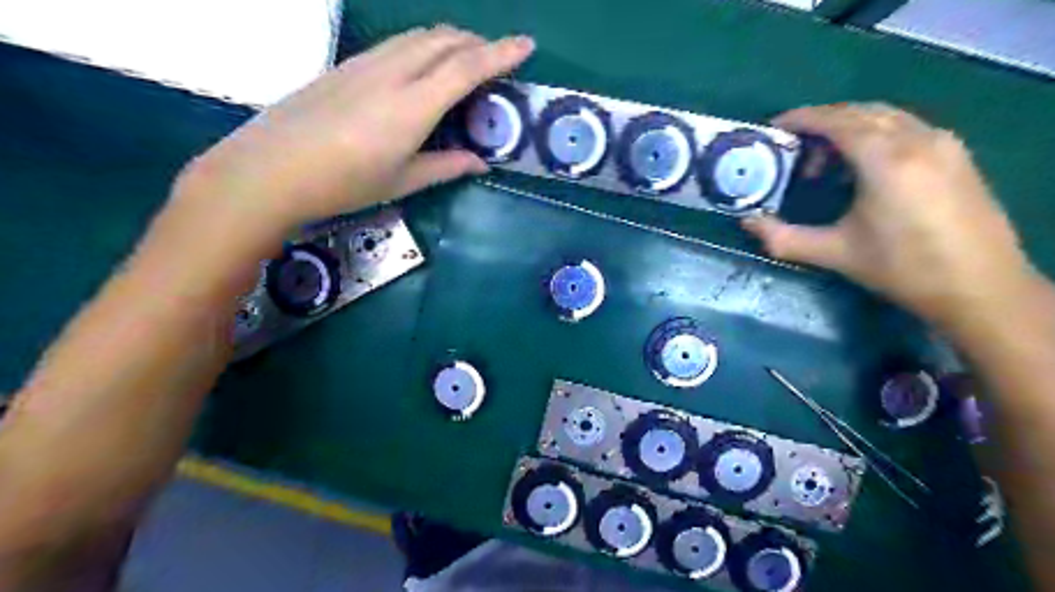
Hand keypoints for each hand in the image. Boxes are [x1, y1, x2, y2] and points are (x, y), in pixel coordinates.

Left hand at [176, 25, 537, 232]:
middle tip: (497, 58)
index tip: (526, 45)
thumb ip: (445, 166)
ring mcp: (365, 64)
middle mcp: (393, 74)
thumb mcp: (402, 181)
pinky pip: (396, 44)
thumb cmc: (344, 183)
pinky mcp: (347, 66)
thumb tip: (479, 163)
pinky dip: (422, 46)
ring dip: (449, 40)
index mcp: (413, 106)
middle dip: (477, 42)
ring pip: (418, 36)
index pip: (466, 67)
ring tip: (465, 57)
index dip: (500, 53)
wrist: (271, 169)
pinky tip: (422, 66)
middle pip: (444, 40)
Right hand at [745, 101, 1035, 333]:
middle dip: (824, 122)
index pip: (838, 121)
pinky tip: (865, 167)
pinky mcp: (958, 156)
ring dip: (851, 127)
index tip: (777, 126)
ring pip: (888, 117)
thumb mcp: (835, 254)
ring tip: (826, 160)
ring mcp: (944, 144)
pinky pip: (908, 128)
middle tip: (796, 148)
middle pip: (862, 112)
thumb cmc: (902, 268)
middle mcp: (918, 139)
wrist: (980, 287)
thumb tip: (747, 224)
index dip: (804, 119)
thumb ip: (784, 238)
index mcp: (885, 159)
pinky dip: (877, 134)